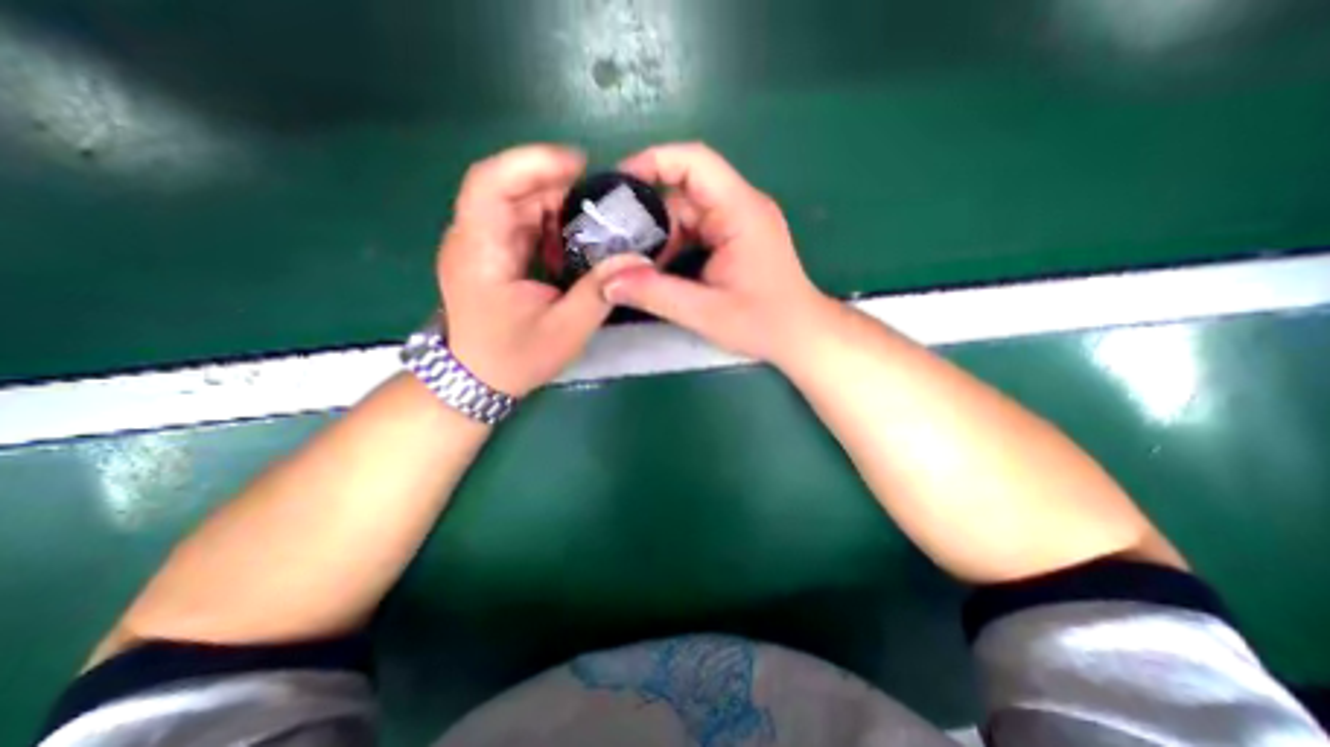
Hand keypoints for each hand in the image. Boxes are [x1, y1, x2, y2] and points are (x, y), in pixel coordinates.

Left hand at [439, 146, 653, 403]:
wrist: (477, 378)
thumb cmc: (516, 357)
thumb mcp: (566, 330)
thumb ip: (600, 292)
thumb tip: (638, 260)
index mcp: (481, 254)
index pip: (490, 184)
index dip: (532, 163)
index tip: (578, 165)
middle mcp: (470, 239)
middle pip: (507, 188)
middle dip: (555, 185)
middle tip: (599, 200)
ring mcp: (477, 244)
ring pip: (514, 202)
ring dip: (553, 205)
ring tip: (590, 222)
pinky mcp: (488, 253)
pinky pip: (517, 222)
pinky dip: (547, 223)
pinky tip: (570, 241)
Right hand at [607, 142, 828, 365]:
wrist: (801, 336)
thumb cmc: (764, 323)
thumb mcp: (706, 312)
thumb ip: (656, 294)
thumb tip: (607, 282)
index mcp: (740, 211)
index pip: (694, 162)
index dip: (653, 161)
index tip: (617, 185)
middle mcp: (740, 207)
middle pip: (684, 192)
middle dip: (648, 214)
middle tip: (614, 241)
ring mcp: (738, 223)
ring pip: (687, 214)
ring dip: (660, 236)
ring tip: (631, 261)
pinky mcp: (735, 239)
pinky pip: (696, 231)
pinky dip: (674, 247)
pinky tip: (658, 270)